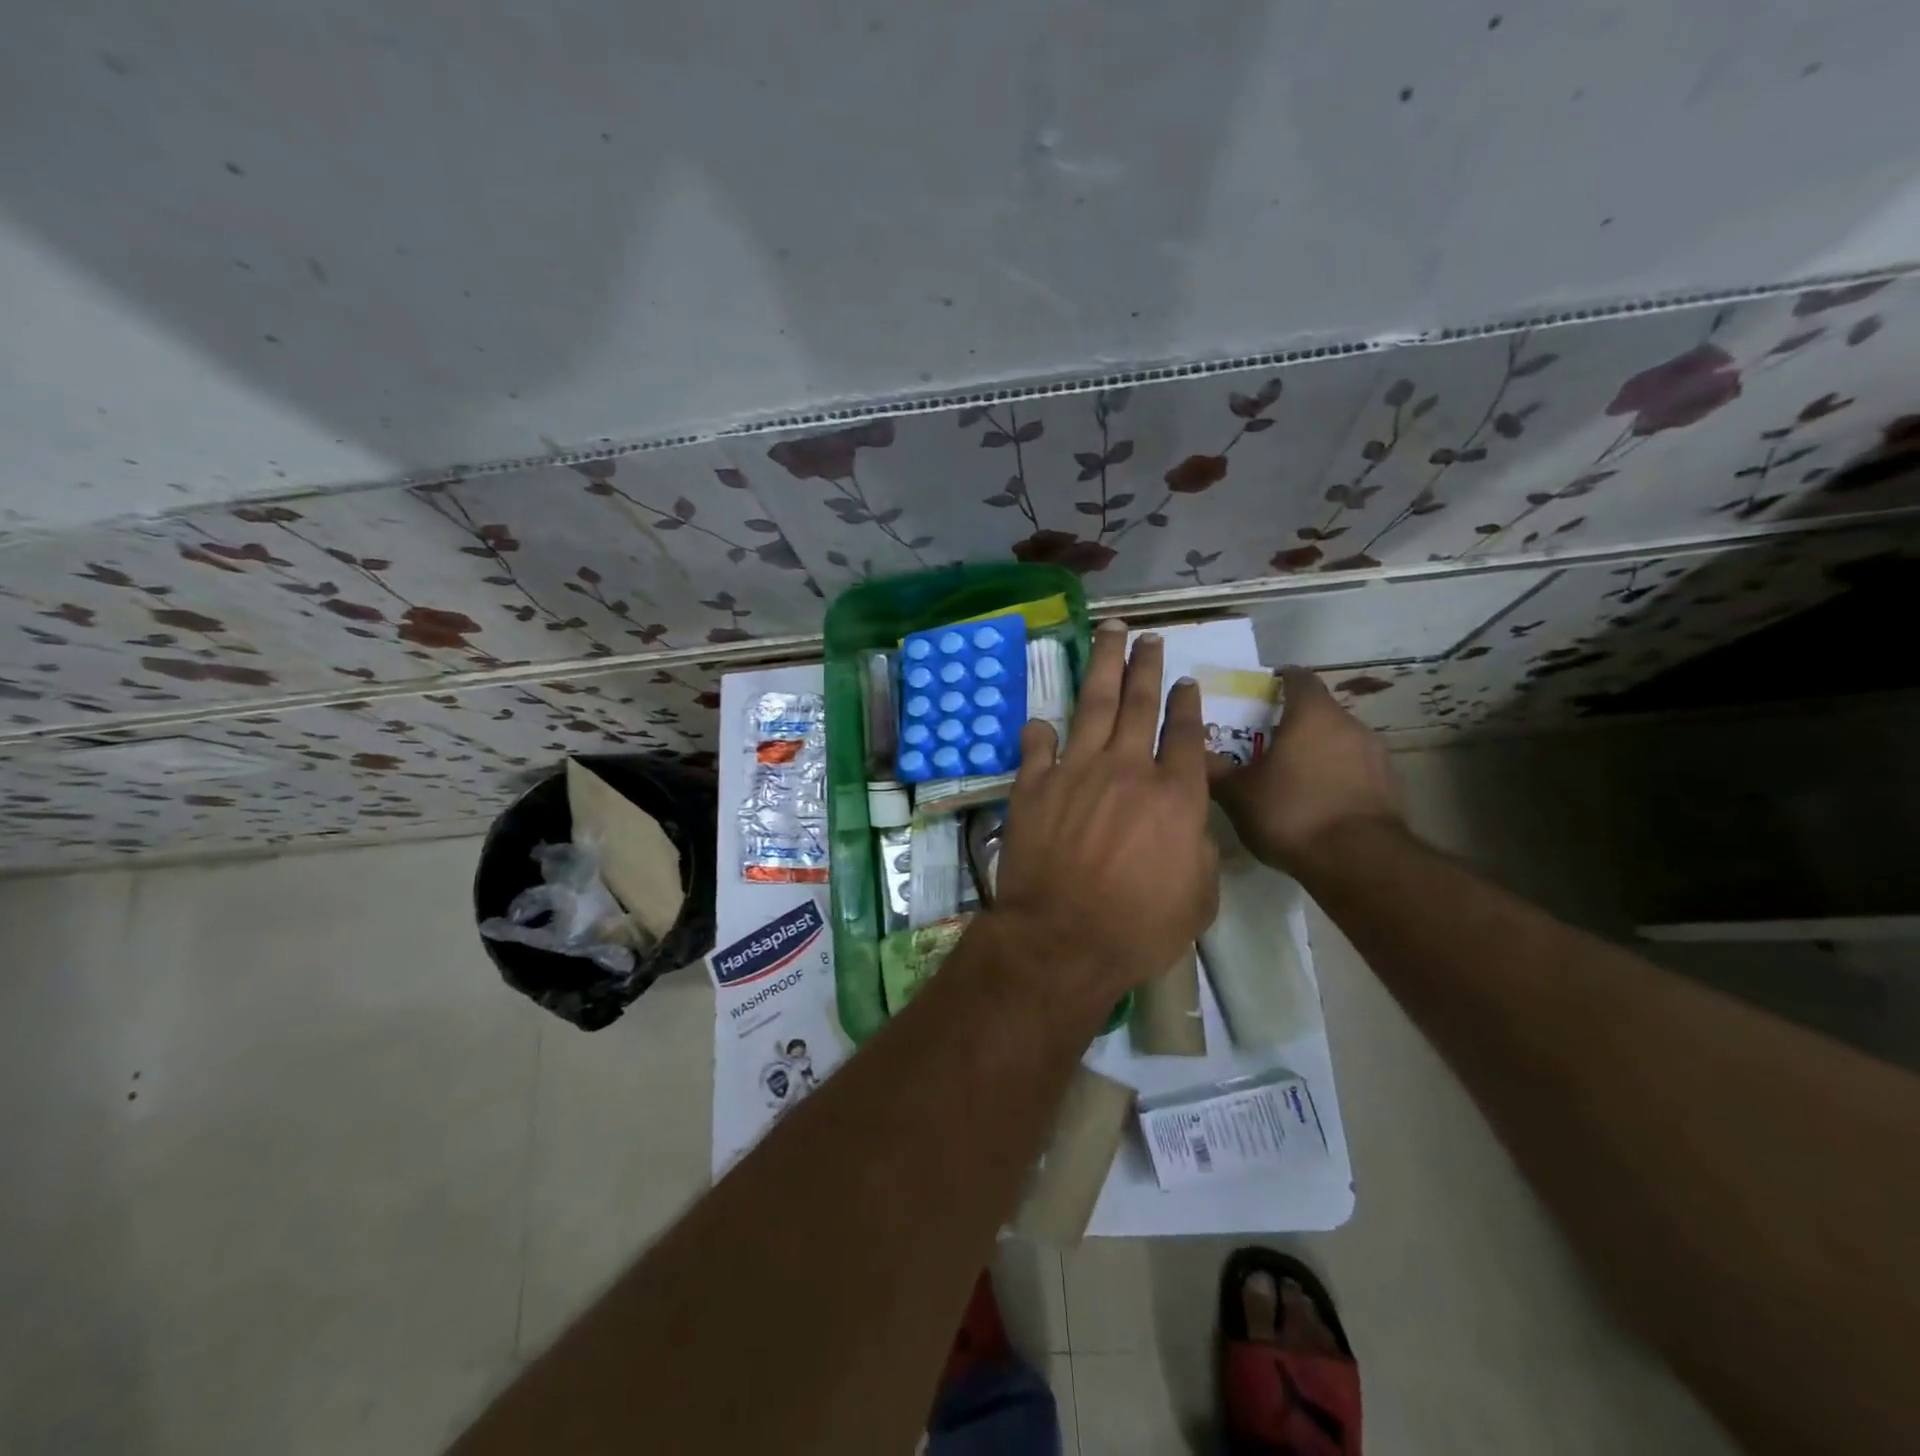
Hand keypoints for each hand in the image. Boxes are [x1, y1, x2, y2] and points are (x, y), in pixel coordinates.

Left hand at [989, 621, 1218, 1009]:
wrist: (1061, 939)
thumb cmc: (1138, 929)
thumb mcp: (1198, 899)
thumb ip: (1201, 852)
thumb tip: (1190, 826)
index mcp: (1175, 796)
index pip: (1186, 735)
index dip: (1187, 705)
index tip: (1185, 682)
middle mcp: (1127, 770)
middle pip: (1140, 704)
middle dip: (1146, 666)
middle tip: (1148, 638)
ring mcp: (1076, 771)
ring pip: (1093, 704)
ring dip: (1103, 666)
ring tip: (1108, 633)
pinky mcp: (1034, 785)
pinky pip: (1038, 746)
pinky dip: (1041, 731)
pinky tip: (1043, 720)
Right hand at [1208, 665, 1404, 874]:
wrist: (1359, 861)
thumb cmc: (1292, 813)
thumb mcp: (1238, 793)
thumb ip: (1213, 769)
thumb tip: (1190, 752)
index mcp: (1312, 714)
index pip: (1298, 677)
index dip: (1279, 680)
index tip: (1261, 692)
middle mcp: (1349, 724)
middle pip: (1319, 710)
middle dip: (1293, 721)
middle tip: (1264, 743)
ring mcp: (1375, 754)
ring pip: (1339, 740)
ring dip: (1317, 750)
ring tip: (1290, 776)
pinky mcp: (1389, 784)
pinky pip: (1355, 769)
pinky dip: (1336, 776)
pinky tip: (1317, 802)